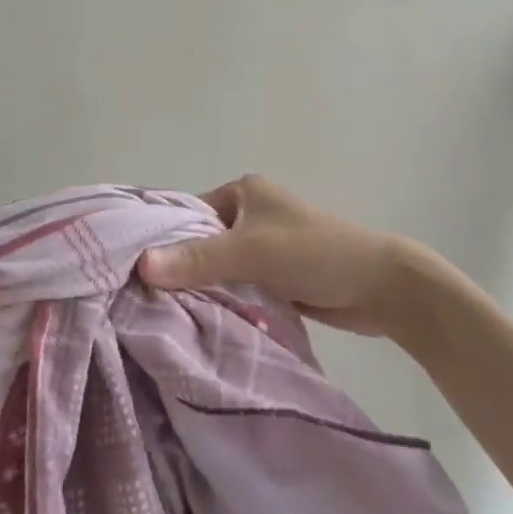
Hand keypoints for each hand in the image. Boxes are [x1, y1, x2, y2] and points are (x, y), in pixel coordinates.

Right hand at [138, 175, 445, 338]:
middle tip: (143, 299)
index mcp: (243, 191)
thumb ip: (197, 259)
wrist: (381, 287)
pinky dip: (223, 300)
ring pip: (218, 268)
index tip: (130, 270)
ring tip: (163, 315)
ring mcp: (263, 247)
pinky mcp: (275, 276)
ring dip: (203, 288)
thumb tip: (140, 265)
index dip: (161, 240)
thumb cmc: (314, 253)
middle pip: (201, 242)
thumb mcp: (251, 252)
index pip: (187, 214)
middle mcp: (250, 214)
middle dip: (180, 268)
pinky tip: (198, 321)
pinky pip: (237, 286)